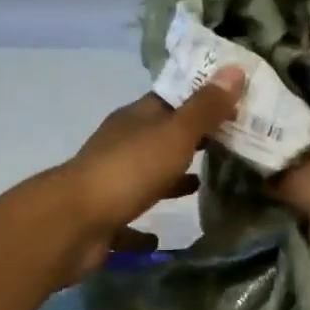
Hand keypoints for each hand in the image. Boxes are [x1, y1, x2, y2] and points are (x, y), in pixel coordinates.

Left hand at [52, 65, 245, 277]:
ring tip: (202, 186)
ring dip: (170, 181)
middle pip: (160, 138)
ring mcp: (111, 183)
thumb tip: (235, 69)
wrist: (75, 223)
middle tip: (231, 145)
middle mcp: (121, 146)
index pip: (170, 99)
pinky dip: (142, 230)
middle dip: (191, 141)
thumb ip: (205, 108)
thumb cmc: (129, 170)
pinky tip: (158, 240)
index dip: (201, 98)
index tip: (234, 103)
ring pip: (146, 178)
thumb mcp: (175, 135)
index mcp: (135, 120)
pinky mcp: (105, 219)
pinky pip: (128, 223)